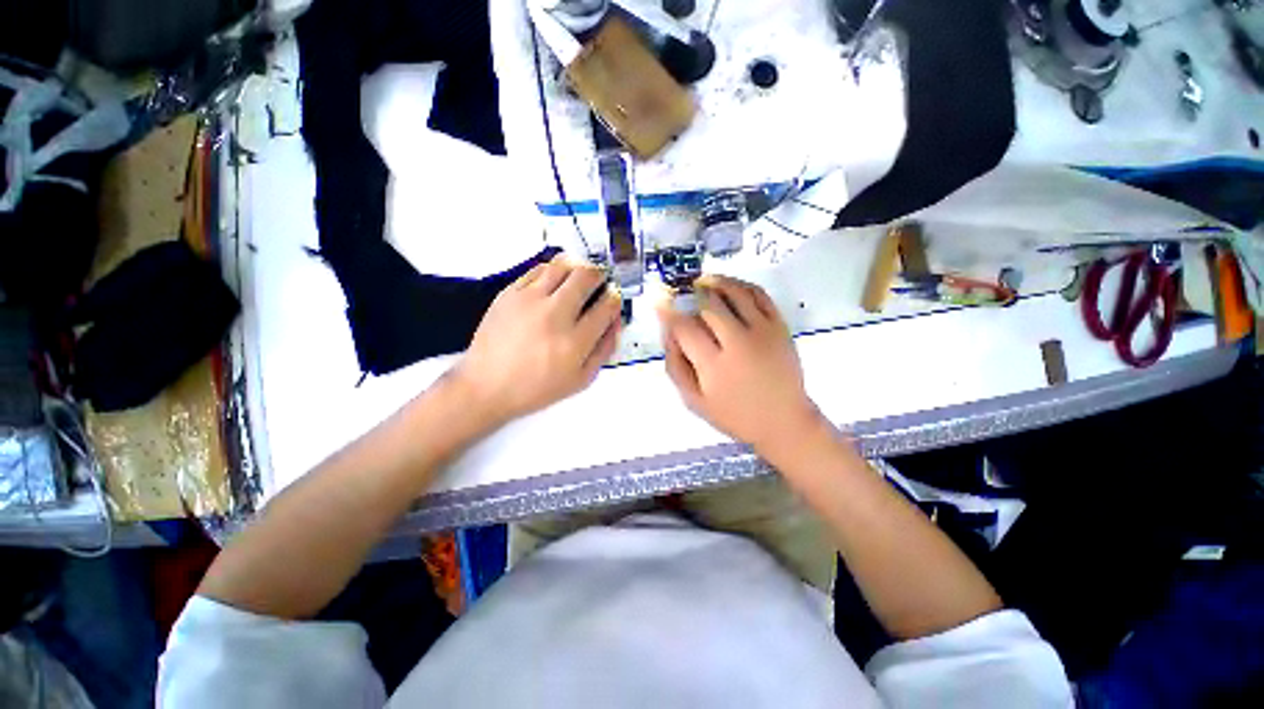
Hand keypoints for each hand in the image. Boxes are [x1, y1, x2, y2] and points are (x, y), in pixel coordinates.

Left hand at [451, 258, 621, 424]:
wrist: (486, 385)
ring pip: (563, 265)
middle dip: (600, 275)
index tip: (613, 297)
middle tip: (599, 282)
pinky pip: (538, 269)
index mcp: (575, 341)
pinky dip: (552, 270)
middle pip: (587, 277)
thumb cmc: (536, 387)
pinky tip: (554, 282)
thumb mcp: (580, 379)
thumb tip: (615, 321)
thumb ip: (604, 349)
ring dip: (577, 267)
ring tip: (578, 278)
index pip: (607, 305)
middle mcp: (554, 315)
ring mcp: (530, 300)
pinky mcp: (509, 293)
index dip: (615, 298)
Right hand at [658, 275, 824, 455]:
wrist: (783, 421)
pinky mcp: (780, 326)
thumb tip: (668, 333)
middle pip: (708, 305)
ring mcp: (763, 331)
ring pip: (735, 292)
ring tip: (702, 281)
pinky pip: (759, 295)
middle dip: (690, 294)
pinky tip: (729, 286)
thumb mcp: (694, 401)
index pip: (685, 327)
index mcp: (714, 365)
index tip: (658, 301)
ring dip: (715, 282)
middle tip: (680, 291)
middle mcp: (739, 343)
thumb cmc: (734, 415)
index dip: (668, 311)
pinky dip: (741, 285)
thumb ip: (676, 366)